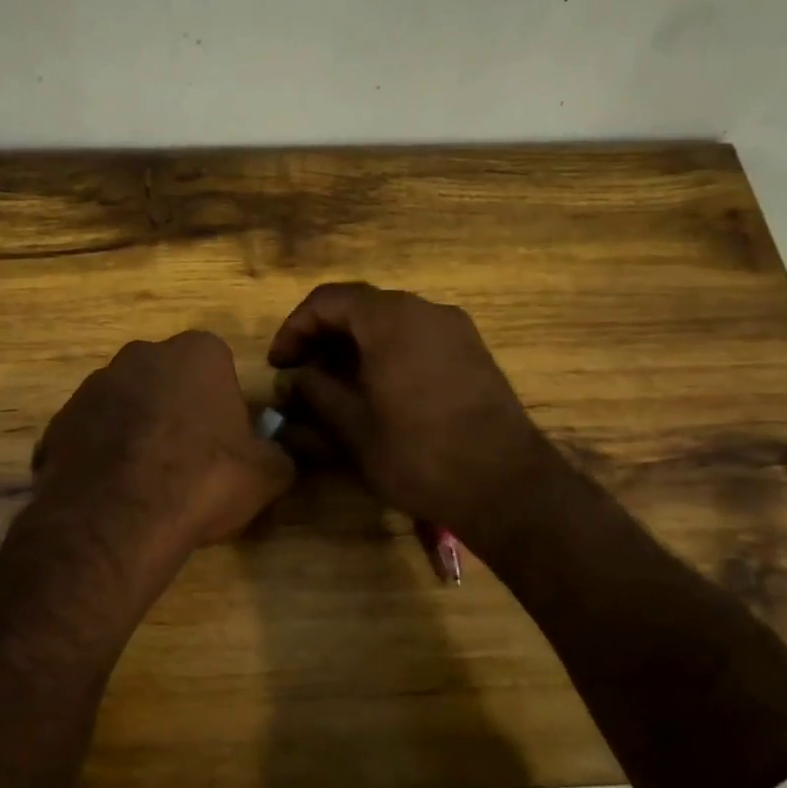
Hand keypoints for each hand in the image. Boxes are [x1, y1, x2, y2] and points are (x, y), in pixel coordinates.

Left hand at [33, 331, 294, 588]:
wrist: (118, 519)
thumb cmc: (203, 480)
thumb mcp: (267, 474)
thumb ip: (280, 455)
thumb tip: (280, 455)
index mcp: (196, 353)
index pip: (218, 365)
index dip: (223, 403)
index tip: (224, 440)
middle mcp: (141, 355)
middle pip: (168, 379)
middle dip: (177, 410)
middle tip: (188, 459)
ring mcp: (94, 385)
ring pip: (126, 404)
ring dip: (137, 431)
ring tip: (147, 482)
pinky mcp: (60, 420)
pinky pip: (92, 433)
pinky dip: (102, 454)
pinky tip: (112, 492)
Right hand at [267, 282, 562, 547]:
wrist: (506, 486)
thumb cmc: (419, 453)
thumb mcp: (353, 427)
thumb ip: (315, 393)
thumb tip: (292, 379)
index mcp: (391, 319)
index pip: (327, 301)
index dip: (294, 329)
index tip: (280, 366)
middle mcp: (425, 310)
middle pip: (360, 307)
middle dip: (323, 337)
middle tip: (301, 375)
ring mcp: (455, 330)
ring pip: (390, 323)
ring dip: (354, 346)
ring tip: (334, 386)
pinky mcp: (472, 353)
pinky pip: (417, 338)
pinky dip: (386, 353)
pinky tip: (376, 392)